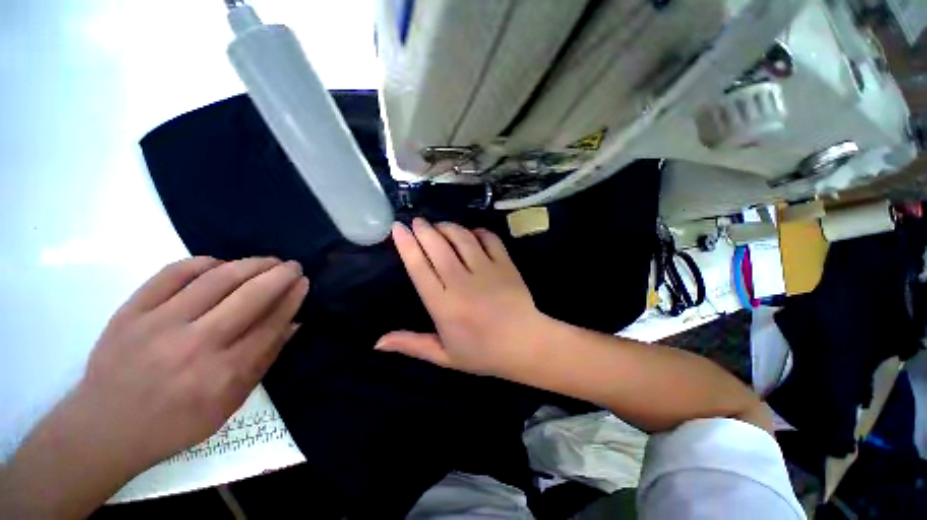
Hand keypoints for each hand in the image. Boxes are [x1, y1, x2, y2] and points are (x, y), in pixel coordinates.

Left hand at [69, 257, 308, 473]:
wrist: (105, 428)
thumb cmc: (175, 423)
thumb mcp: (230, 404)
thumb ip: (264, 361)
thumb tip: (293, 324)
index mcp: (223, 373)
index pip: (271, 323)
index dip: (292, 298)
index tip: (304, 282)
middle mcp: (196, 344)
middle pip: (250, 297)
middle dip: (280, 275)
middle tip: (293, 265)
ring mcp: (160, 324)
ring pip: (217, 279)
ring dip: (251, 264)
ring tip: (267, 260)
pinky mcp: (132, 311)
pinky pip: (173, 273)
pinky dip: (203, 262)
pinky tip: (220, 263)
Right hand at [376, 218, 546, 375]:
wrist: (526, 346)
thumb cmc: (483, 353)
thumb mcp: (444, 355)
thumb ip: (412, 345)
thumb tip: (377, 342)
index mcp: (443, 306)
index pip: (419, 268)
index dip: (406, 245)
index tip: (398, 229)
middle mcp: (461, 283)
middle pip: (438, 247)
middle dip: (424, 230)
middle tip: (417, 221)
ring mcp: (486, 271)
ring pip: (462, 238)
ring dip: (447, 227)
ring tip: (439, 225)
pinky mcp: (505, 264)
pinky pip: (489, 239)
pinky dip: (478, 231)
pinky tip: (471, 232)